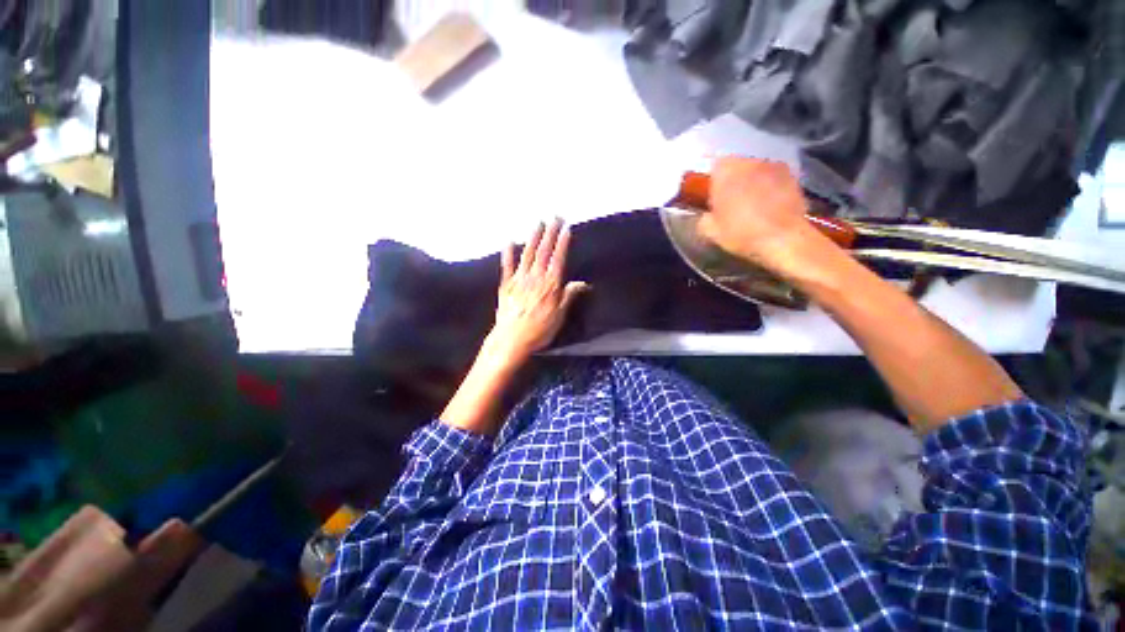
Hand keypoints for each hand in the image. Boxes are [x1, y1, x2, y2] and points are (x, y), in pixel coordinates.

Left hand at [487, 219, 588, 364]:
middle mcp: (535, 278)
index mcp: (550, 285)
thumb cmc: (539, 330)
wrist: (511, 339)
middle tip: (555, 217)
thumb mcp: (560, 316)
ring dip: (533, 237)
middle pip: (544, 251)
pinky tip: (509, 242)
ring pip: (527, 254)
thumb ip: (569, 296)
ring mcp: (519, 280)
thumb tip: (583, 283)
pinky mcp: (506, 285)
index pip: (558, 258)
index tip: (566, 228)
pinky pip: (507, 266)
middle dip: (550, 233)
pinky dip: (508, 253)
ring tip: (538, 223)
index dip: (563, 242)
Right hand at [697, 157, 821, 269]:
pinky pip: (773, 177)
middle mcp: (749, 161)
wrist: (783, 239)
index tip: (711, 194)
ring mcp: (773, 166)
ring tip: (751, 202)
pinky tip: (769, 205)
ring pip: (756, 169)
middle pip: (736, 164)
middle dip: (732, 178)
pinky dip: (769, 186)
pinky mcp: (792, 176)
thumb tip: (706, 216)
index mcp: (725, 171)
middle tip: (729, 199)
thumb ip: (704, 219)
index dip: (712, 180)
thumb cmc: (741, 233)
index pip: (714, 165)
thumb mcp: (711, 232)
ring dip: (751, 180)